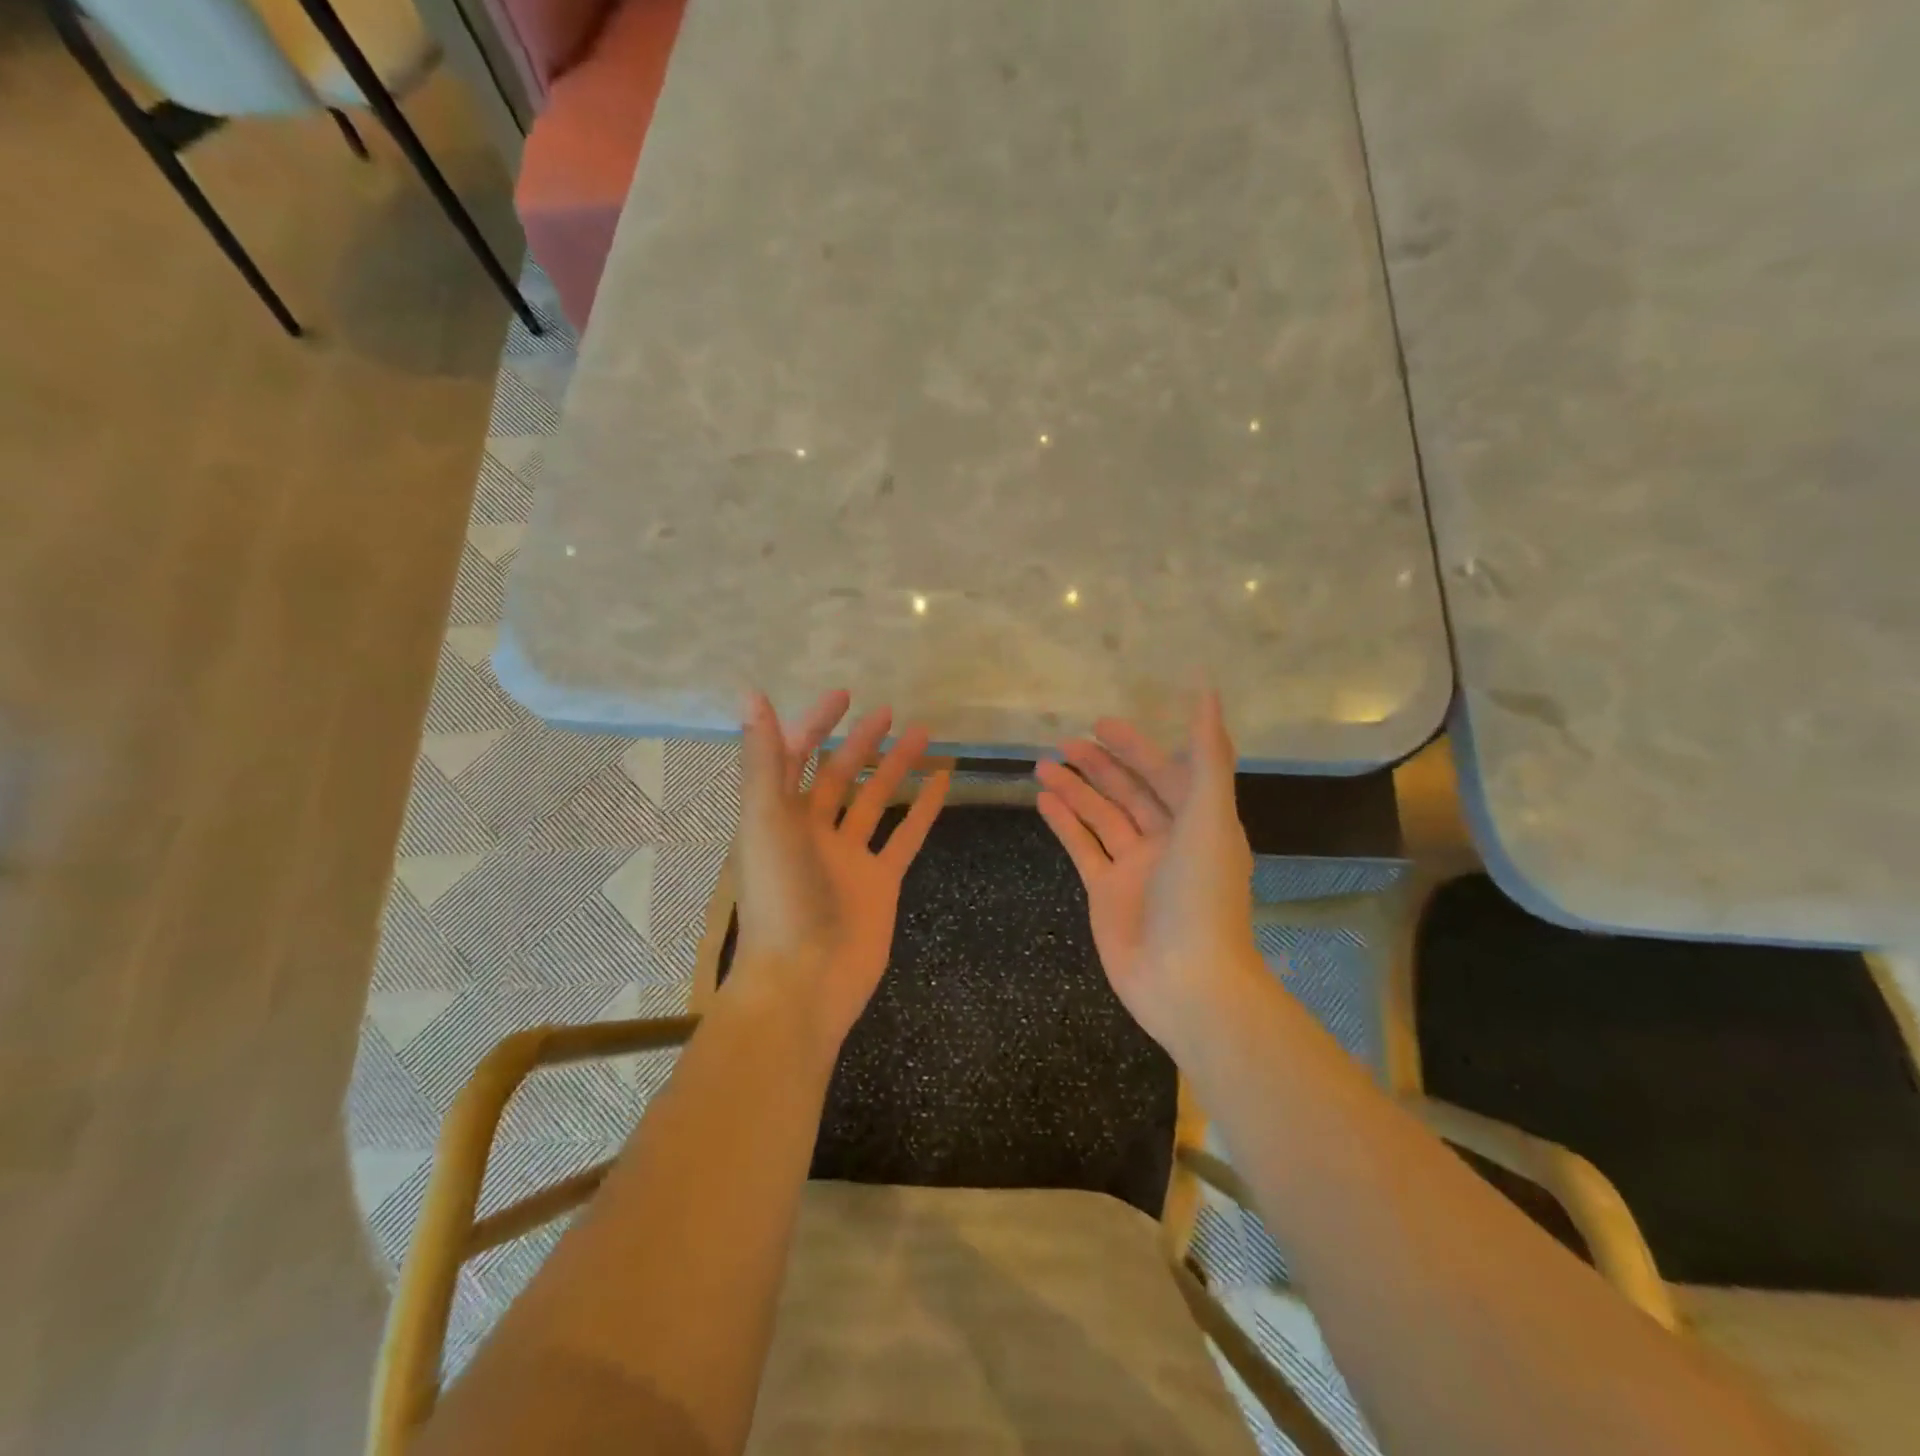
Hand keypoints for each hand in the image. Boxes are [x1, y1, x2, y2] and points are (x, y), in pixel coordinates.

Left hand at [730, 689, 950, 1044]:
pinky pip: (905, 836)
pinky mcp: (881, 881)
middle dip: (861, 743)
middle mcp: (812, 832)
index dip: (816, 724)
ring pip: (876, 801)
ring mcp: (849, 857)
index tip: (844, 697)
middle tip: (889, 712)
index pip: (797, 757)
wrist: (805, 980)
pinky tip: (943, 782)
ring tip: (924, 735)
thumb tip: (751, 695)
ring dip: (897, 768)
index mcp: (778, 817)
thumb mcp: (765, 820)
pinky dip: (924, 809)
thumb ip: (763, 759)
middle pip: (839, 776)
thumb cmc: (780, 897)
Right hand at [1034, 691, 1260, 1050]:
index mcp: (1198, 823)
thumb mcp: (1209, 817)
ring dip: (1075, 790)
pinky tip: (1042, 799)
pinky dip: (1064, 824)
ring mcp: (1134, 868)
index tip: (1101, 723)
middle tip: (1064, 741)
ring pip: (1100, 817)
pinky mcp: (1105, 892)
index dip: (1137, 747)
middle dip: (1099, 765)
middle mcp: (1167, 841)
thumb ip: (1207, 756)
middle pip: (1129, 792)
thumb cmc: (1201, 895)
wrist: (1186, 980)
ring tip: (1042, 764)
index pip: (1165, 773)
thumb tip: (1209, 692)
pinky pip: (1082, 848)